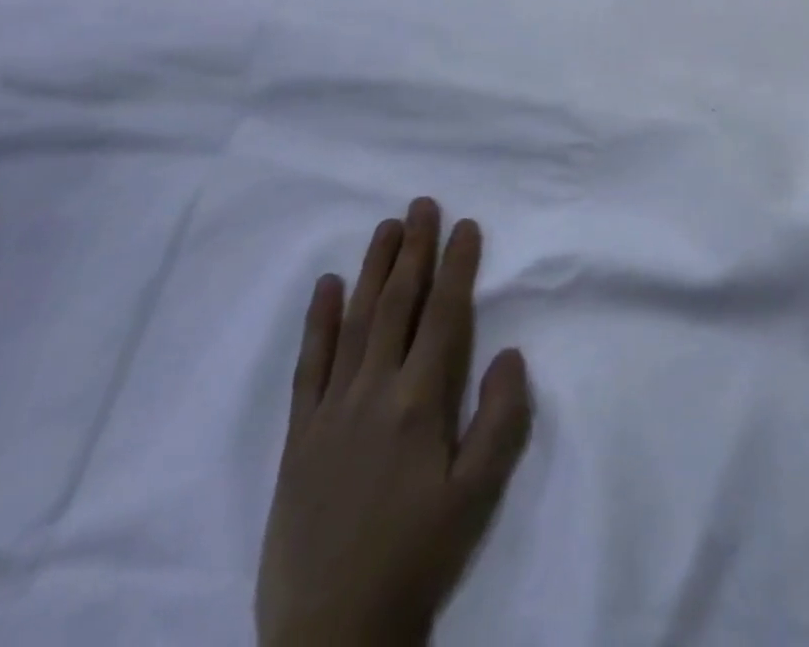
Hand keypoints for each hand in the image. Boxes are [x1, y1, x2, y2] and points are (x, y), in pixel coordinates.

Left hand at [256, 200, 532, 646]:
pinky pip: (309, 365)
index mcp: (419, 403)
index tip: (465, 225)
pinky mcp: (299, 434)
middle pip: (396, 305)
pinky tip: (326, 287)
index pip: (443, 315)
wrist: (330, 635)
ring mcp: (330, 410)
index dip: (456, 266)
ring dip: (372, 270)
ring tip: (385, 227)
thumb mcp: (476, 495)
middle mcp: (373, 392)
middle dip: (413, 250)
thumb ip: (500, 419)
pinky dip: (318, 321)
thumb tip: (509, 352)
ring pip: (355, 322)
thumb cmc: (416, 557)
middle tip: (422, 204)